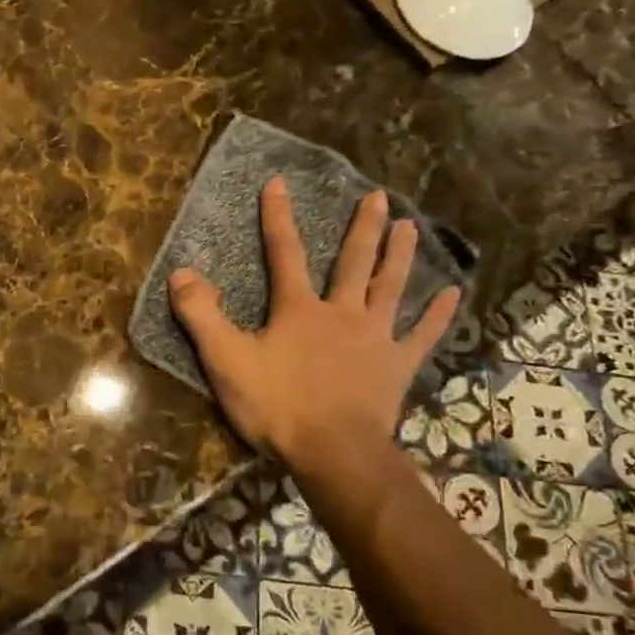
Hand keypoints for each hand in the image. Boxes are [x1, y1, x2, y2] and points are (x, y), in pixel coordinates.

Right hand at [168, 178, 459, 470]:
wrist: (332, 451)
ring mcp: (375, 339)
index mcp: (299, 310)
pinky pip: (422, 336)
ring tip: (410, 226)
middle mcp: (342, 313)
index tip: (278, 183)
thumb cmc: (277, 405)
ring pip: (391, 288)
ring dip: (400, 256)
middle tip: (377, 195)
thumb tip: (181, 272)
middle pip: (353, 263)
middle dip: (362, 227)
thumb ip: (202, 316)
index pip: (285, 254)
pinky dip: (438, 315)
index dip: (278, 218)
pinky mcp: (397, 367)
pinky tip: (454, 294)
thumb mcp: (226, 360)